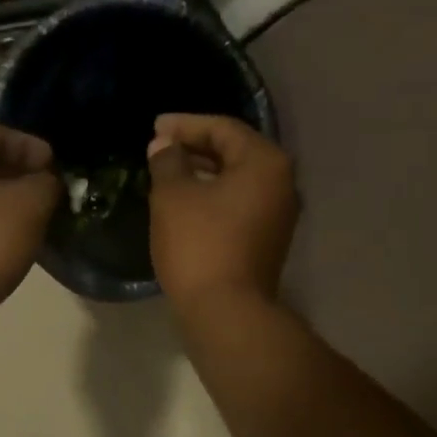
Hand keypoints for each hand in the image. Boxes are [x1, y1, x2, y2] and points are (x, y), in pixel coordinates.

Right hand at [147, 113, 298, 309]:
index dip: (185, 125)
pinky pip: (238, 206)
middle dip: (195, 148)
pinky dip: (213, 199)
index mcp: (265, 162)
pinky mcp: (267, 242)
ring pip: (236, 182)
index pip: (223, 129)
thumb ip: (168, 161)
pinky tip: (186, 205)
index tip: (154, 128)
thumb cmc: (199, 245)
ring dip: (203, 174)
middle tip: (159, 148)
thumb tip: (164, 146)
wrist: (225, 312)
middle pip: (235, 153)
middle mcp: (281, 184)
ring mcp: (279, 216)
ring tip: (168, 175)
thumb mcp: (173, 196)